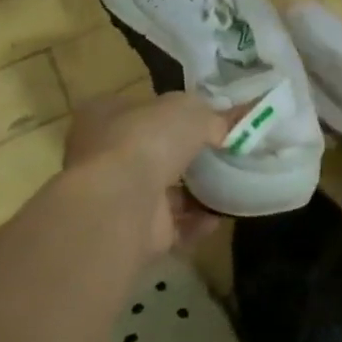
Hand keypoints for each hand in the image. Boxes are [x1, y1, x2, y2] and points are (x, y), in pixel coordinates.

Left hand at [58, 92, 232, 265]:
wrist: (119, 205)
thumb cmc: (146, 140)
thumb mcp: (190, 110)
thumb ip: (213, 115)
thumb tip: (235, 120)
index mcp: (106, 115)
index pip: (143, 110)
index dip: (175, 113)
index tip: (209, 119)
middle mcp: (105, 155)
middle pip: (154, 151)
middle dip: (187, 155)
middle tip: (224, 152)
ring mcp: (118, 196)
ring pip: (163, 192)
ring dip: (195, 191)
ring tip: (230, 184)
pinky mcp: (134, 232)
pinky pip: (173, 225)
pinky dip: (196, 221)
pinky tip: (220, 215)